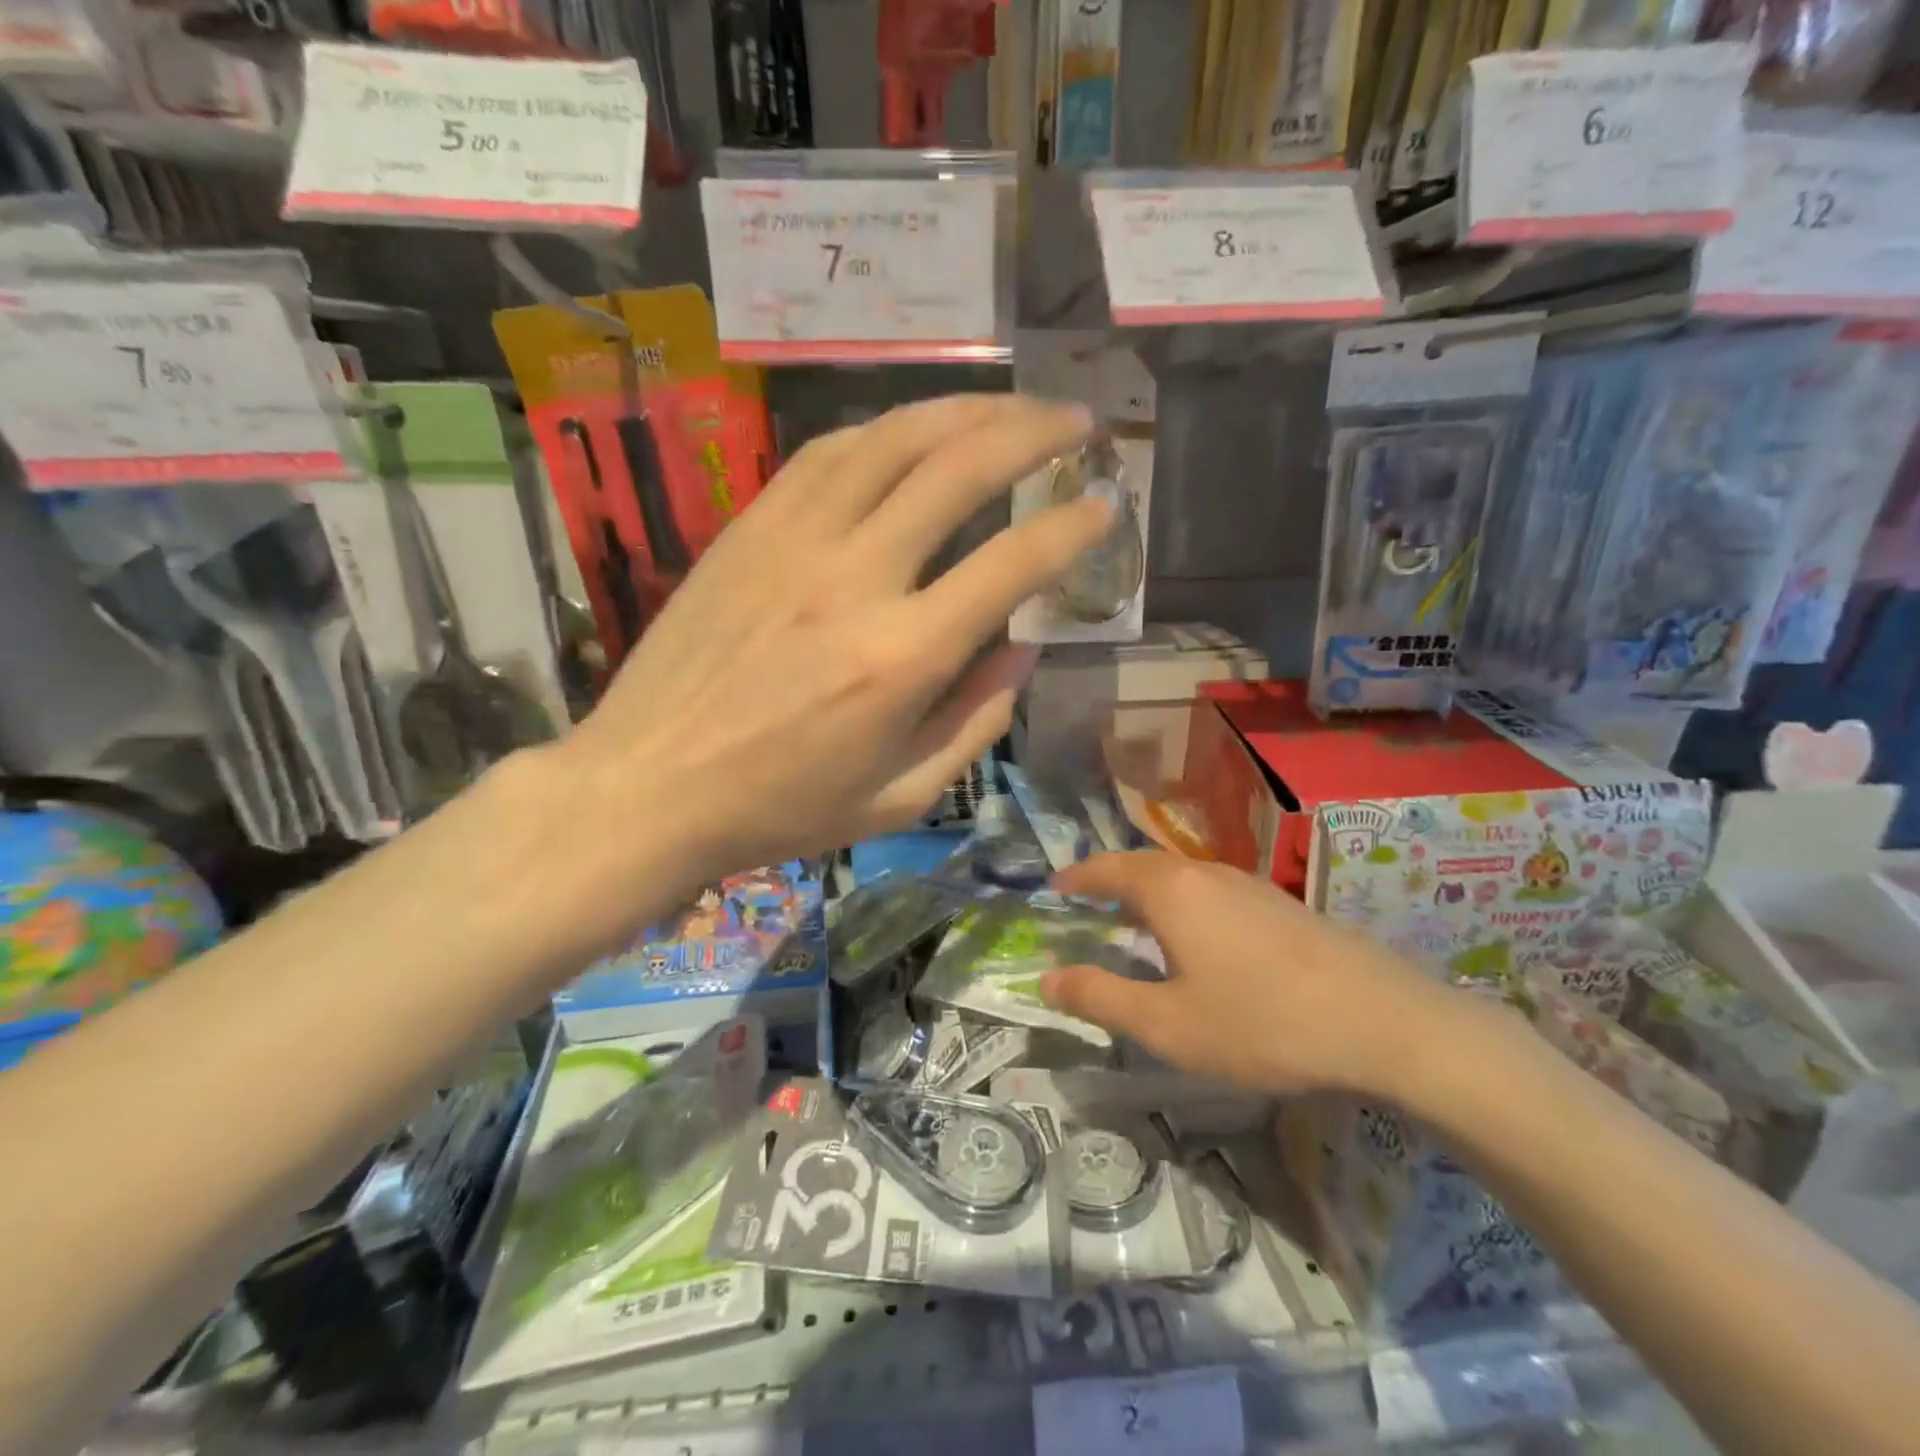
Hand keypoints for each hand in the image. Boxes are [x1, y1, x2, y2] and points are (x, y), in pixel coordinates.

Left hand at [552, 394, 1102, 903]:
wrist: (649, 786)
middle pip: (959, 469)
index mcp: (902, 658)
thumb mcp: (899, 797)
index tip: (1105, 507)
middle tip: (1075, 421)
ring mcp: (794, 540)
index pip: (1012, 563)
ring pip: (893, 439)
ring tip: (1010, 406)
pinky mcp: (749, 527)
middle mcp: (855, 578)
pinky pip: (828, 453)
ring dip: (964, 410)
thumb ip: (975, 722)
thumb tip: (1022, 650)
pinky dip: (885, 429)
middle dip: (1033, 433)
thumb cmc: (781, 808)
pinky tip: (914, 430)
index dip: (1073, 528)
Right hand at [1041, 852, 1478, 1101]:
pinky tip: (1197, 934)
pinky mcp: (1281, 903)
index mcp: (1171, 891)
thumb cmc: (1261, 1023)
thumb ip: (1101, 997)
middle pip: (1144, 864)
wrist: (1384, 1022)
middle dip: (1110, 879)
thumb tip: (1047, 978)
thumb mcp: (1168, 1024)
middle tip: (1087, 901)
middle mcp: (1206, 873)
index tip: (1054, 886)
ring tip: (1134, 917)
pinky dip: (1183, 900)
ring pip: (1182, 874)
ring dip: (1148, 888)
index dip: (1077, 877)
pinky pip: (1212, 889)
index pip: (1108, 869)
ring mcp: (1249, 884)